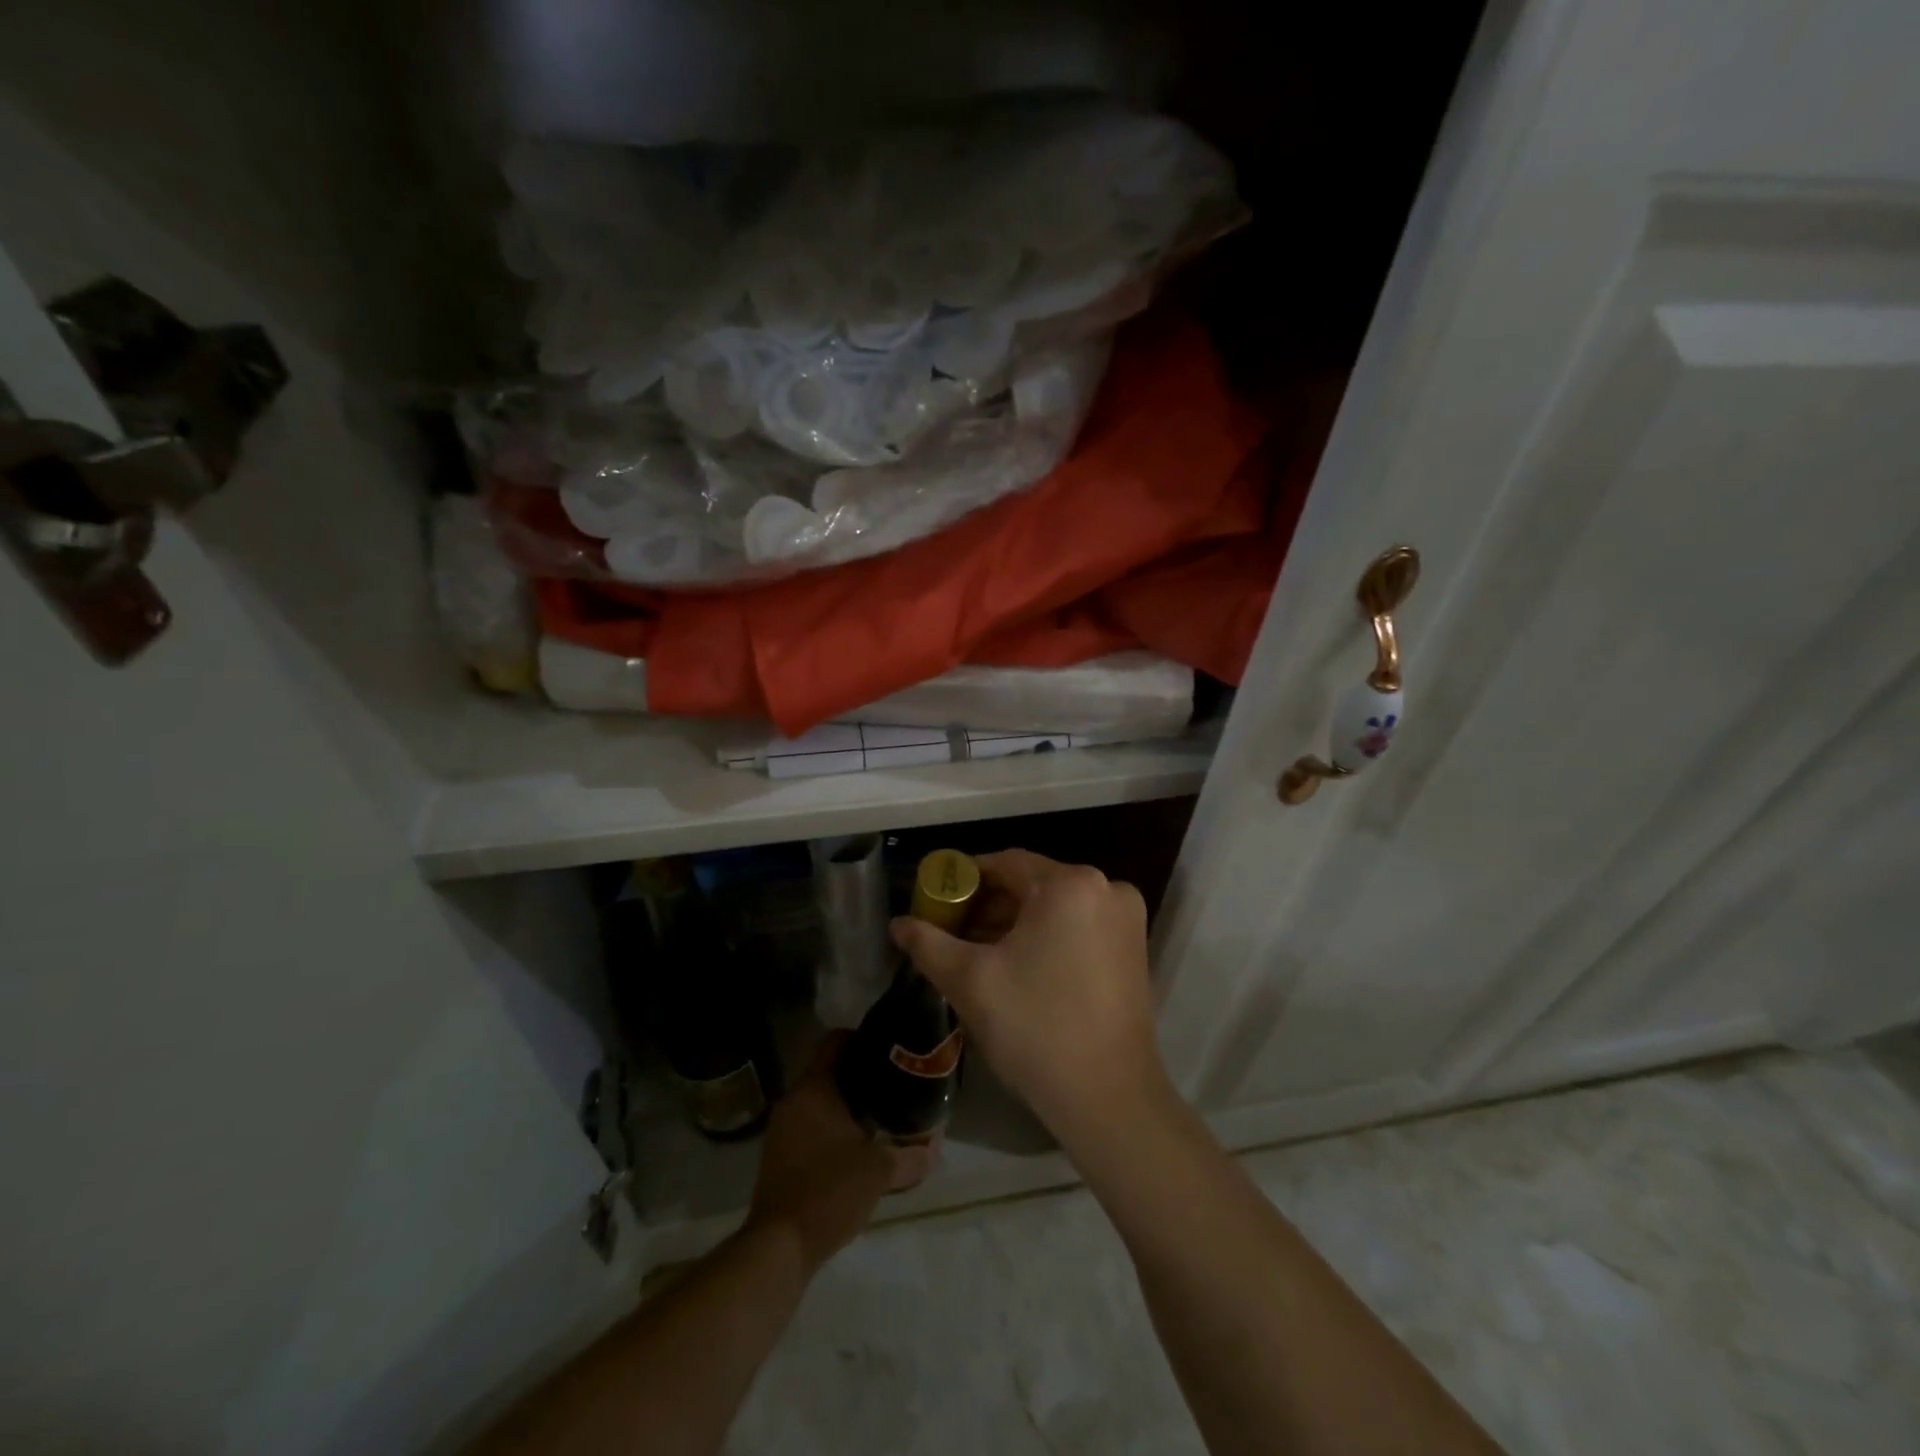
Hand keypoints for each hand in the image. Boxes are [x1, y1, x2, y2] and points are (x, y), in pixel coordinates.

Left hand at [745, 1034, 933, 1270]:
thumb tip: (935, 1148)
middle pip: (827, 1070)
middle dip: (858, 1075)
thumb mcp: (880, 1171)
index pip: (835, 1040)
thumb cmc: (830, 1191)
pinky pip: (809, 1126)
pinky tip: (856, 1146)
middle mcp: (793, 1100)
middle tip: (891, 1082)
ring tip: (879, 1114)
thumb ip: (911, 1155)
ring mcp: (781, 1129)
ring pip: (818, 1100)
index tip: (887, 1049)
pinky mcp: (778, 1157)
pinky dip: (830, 1127)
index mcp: (813, 1088)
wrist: (779, 1247)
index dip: (862, 1038)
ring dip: (844, 1104)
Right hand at [889, 849, 1166, 1147]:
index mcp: (1070, 884)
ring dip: (1014, 924)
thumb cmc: (1035, 1028)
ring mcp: (1126, 920)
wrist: (1109, 1099)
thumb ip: (928, 943)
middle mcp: (1107, 889)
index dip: (964, 879)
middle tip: (950, 931)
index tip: (935, 901)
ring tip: (975, 952)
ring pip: (1054, 907)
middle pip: (1031, 884)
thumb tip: (898, 924)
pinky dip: (1045, 937)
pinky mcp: (1134, 948)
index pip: (1005, 864)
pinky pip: (1077, 926)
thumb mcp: (970, 981)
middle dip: (988, 905)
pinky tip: (1016, 966)